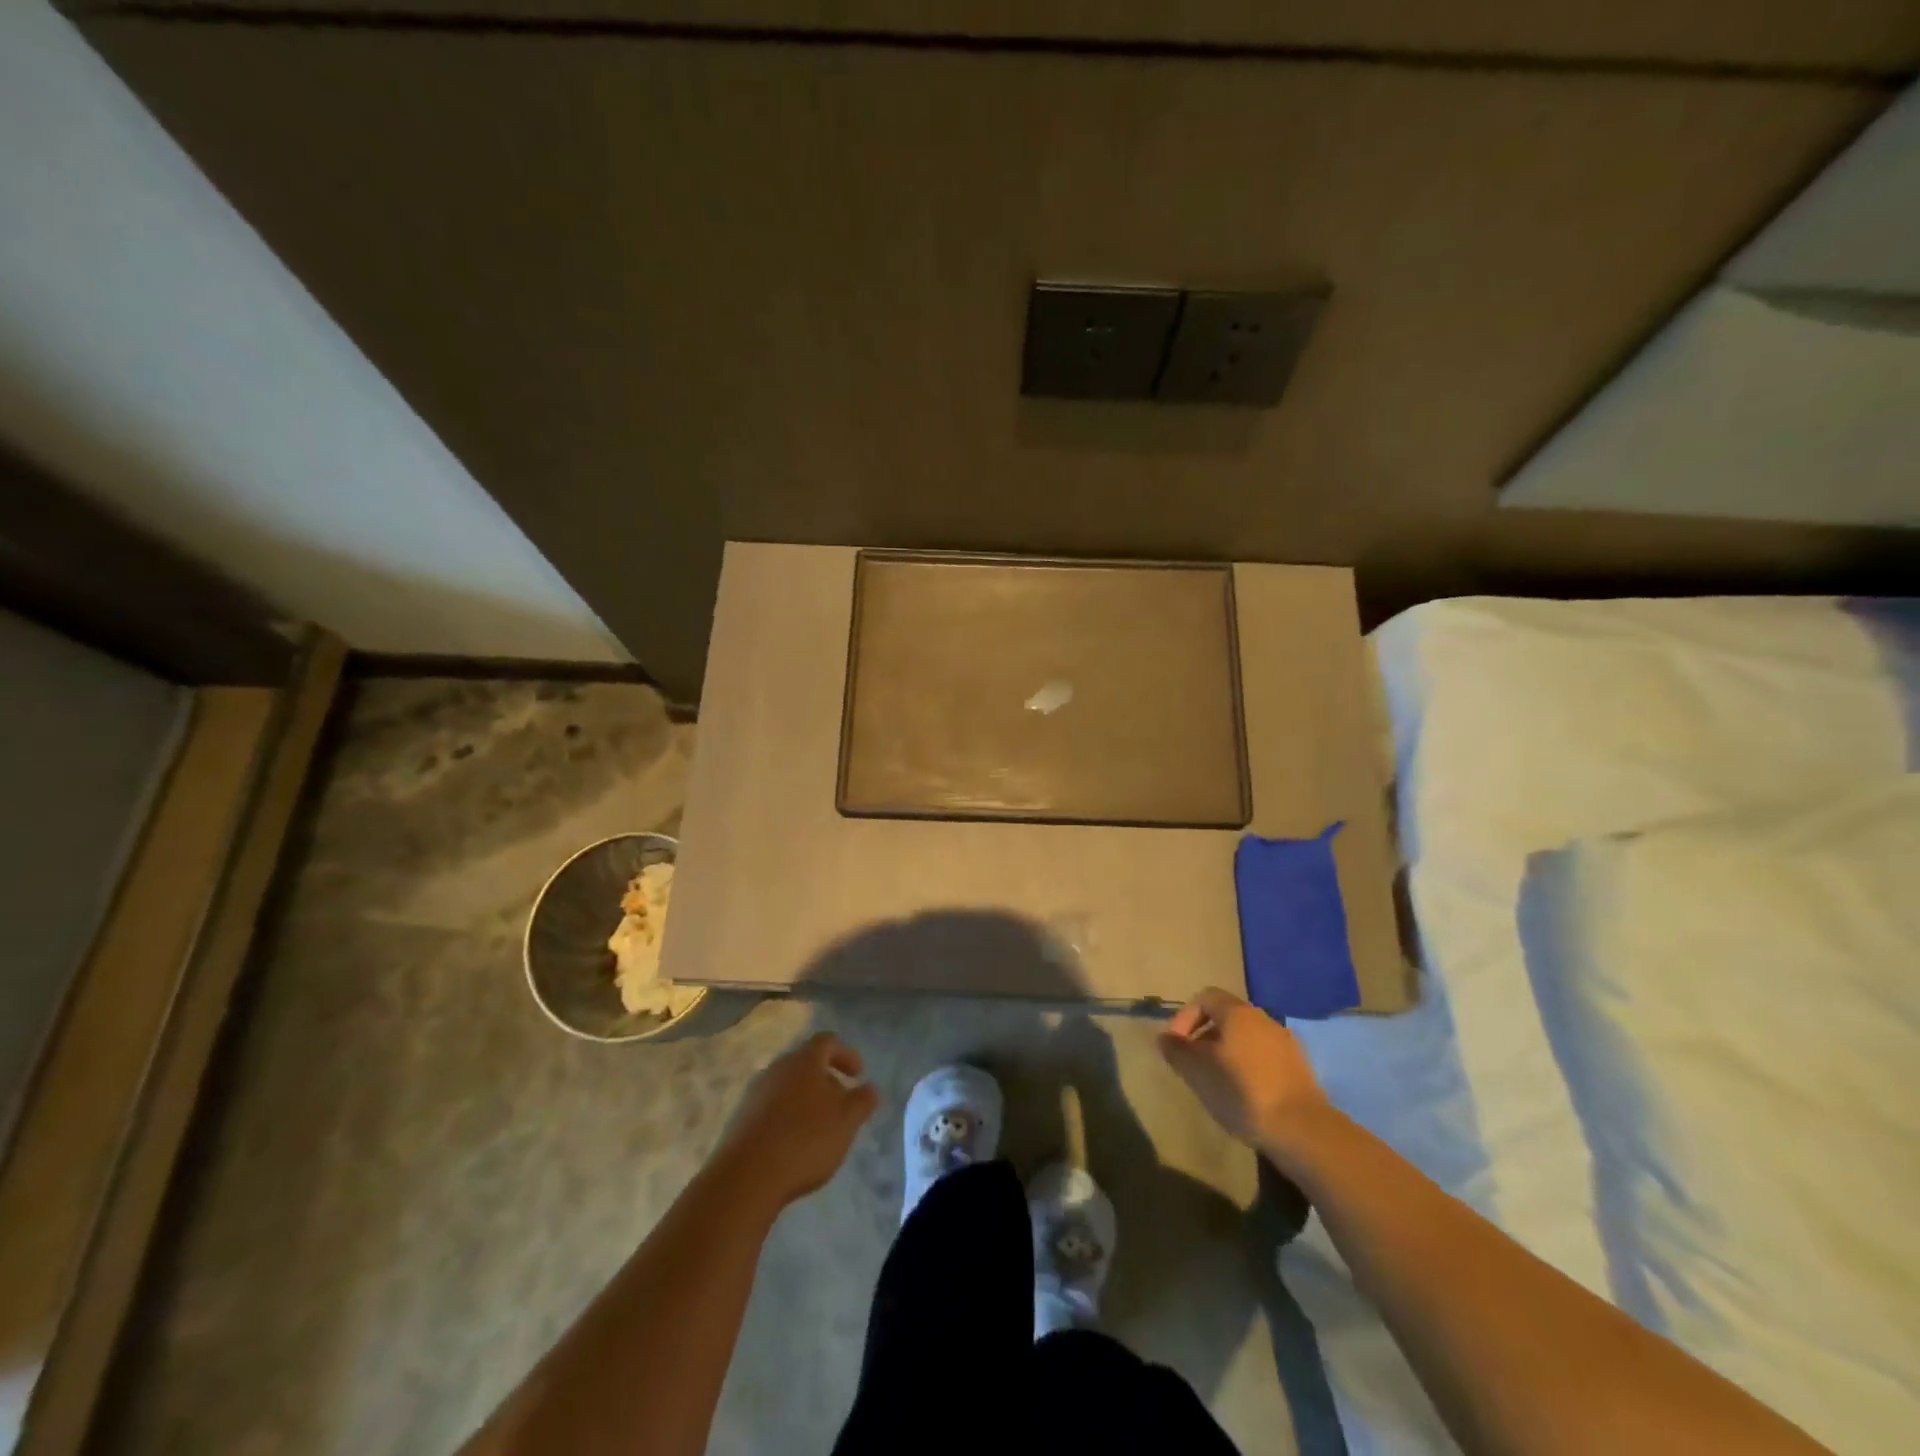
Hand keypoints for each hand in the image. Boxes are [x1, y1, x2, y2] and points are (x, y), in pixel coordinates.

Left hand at [711, 1032, 879, 1211]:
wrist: (746, 1176)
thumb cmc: (805, 1139)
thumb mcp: (847, 1121)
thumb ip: (863, 1101)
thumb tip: (870, 1088)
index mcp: (804, 1060)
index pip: (828, 1041)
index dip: (847, 1054)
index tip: (858, 1075)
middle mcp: (777, 1067)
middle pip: (806, 1064)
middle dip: (826, 1080)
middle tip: (840, 1104)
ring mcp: (755, 1092)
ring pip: (787, 1086)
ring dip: (805, 1100)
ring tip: (818, 1128)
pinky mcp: (740, 1118)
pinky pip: (770, 1108)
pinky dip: (786, 1117)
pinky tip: (792, 1144)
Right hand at [1158, 988, 1329, 1149]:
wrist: (1302, 1130)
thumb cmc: (1242, 1093)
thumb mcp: (1197, 1072)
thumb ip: (1176, 1051)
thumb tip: (1165, 1038)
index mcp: (1237, 1013)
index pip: (1204, 997)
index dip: (1184, 1017)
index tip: (1176, 1045)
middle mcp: (1263, 1019)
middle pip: (1226, 1016)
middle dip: (1204, 1036)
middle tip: (1193, 1065)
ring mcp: (1285, 1042)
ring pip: (1246, 1038)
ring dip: (1226, 1053)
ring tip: (1216, 1082)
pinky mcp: (1299, 1068)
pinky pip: (1264, 1056)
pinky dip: (1248, 1066)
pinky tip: (1244, 1094)